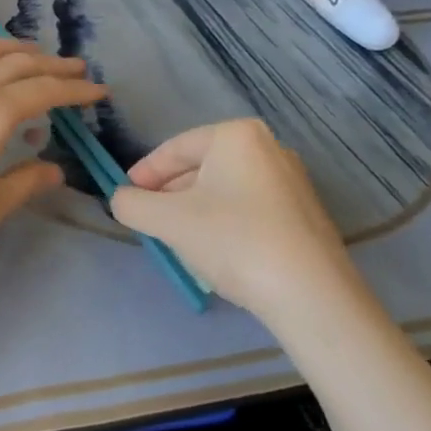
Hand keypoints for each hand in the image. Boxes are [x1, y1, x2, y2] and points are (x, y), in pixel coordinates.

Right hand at [109, 120, 365, 320]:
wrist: (310, 295)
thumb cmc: (233, 241)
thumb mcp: (168, 221)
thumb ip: (132, 204)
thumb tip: (121, 199)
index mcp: (237, 135)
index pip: (174, 149)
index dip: (143, 173)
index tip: (124, 196)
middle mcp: (269, 148)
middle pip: (200, 167)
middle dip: (170, 194)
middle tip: (149, 221)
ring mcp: (292, 181)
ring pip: (224, 189)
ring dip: (195, 210)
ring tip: (178, 240)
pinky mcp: (304, 213)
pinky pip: (249, 207)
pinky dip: (224, 222)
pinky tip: (216, 251)